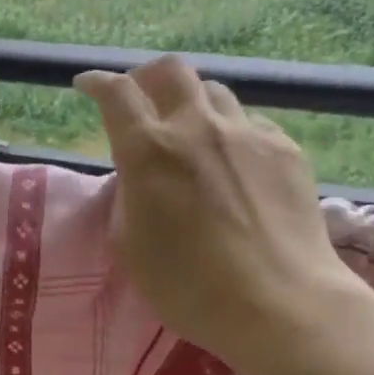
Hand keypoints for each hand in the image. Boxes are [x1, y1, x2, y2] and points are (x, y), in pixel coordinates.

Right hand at [75, 56, 373, 365]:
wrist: (279, 304)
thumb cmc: (188, 286)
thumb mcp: (129, 245)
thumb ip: (127, 197)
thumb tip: (137, 175)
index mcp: (148, 151)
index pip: (116, 94)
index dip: (97, 83)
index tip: (87, 85)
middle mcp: (196, 127)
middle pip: (170, 70)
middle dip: (147, 77)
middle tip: (140, 98)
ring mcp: (246, 134)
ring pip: (213, 91)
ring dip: (192, 104)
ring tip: (191, 133)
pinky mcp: (285, 150)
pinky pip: (250, 123)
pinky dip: (232, 132)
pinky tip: (234, 162)